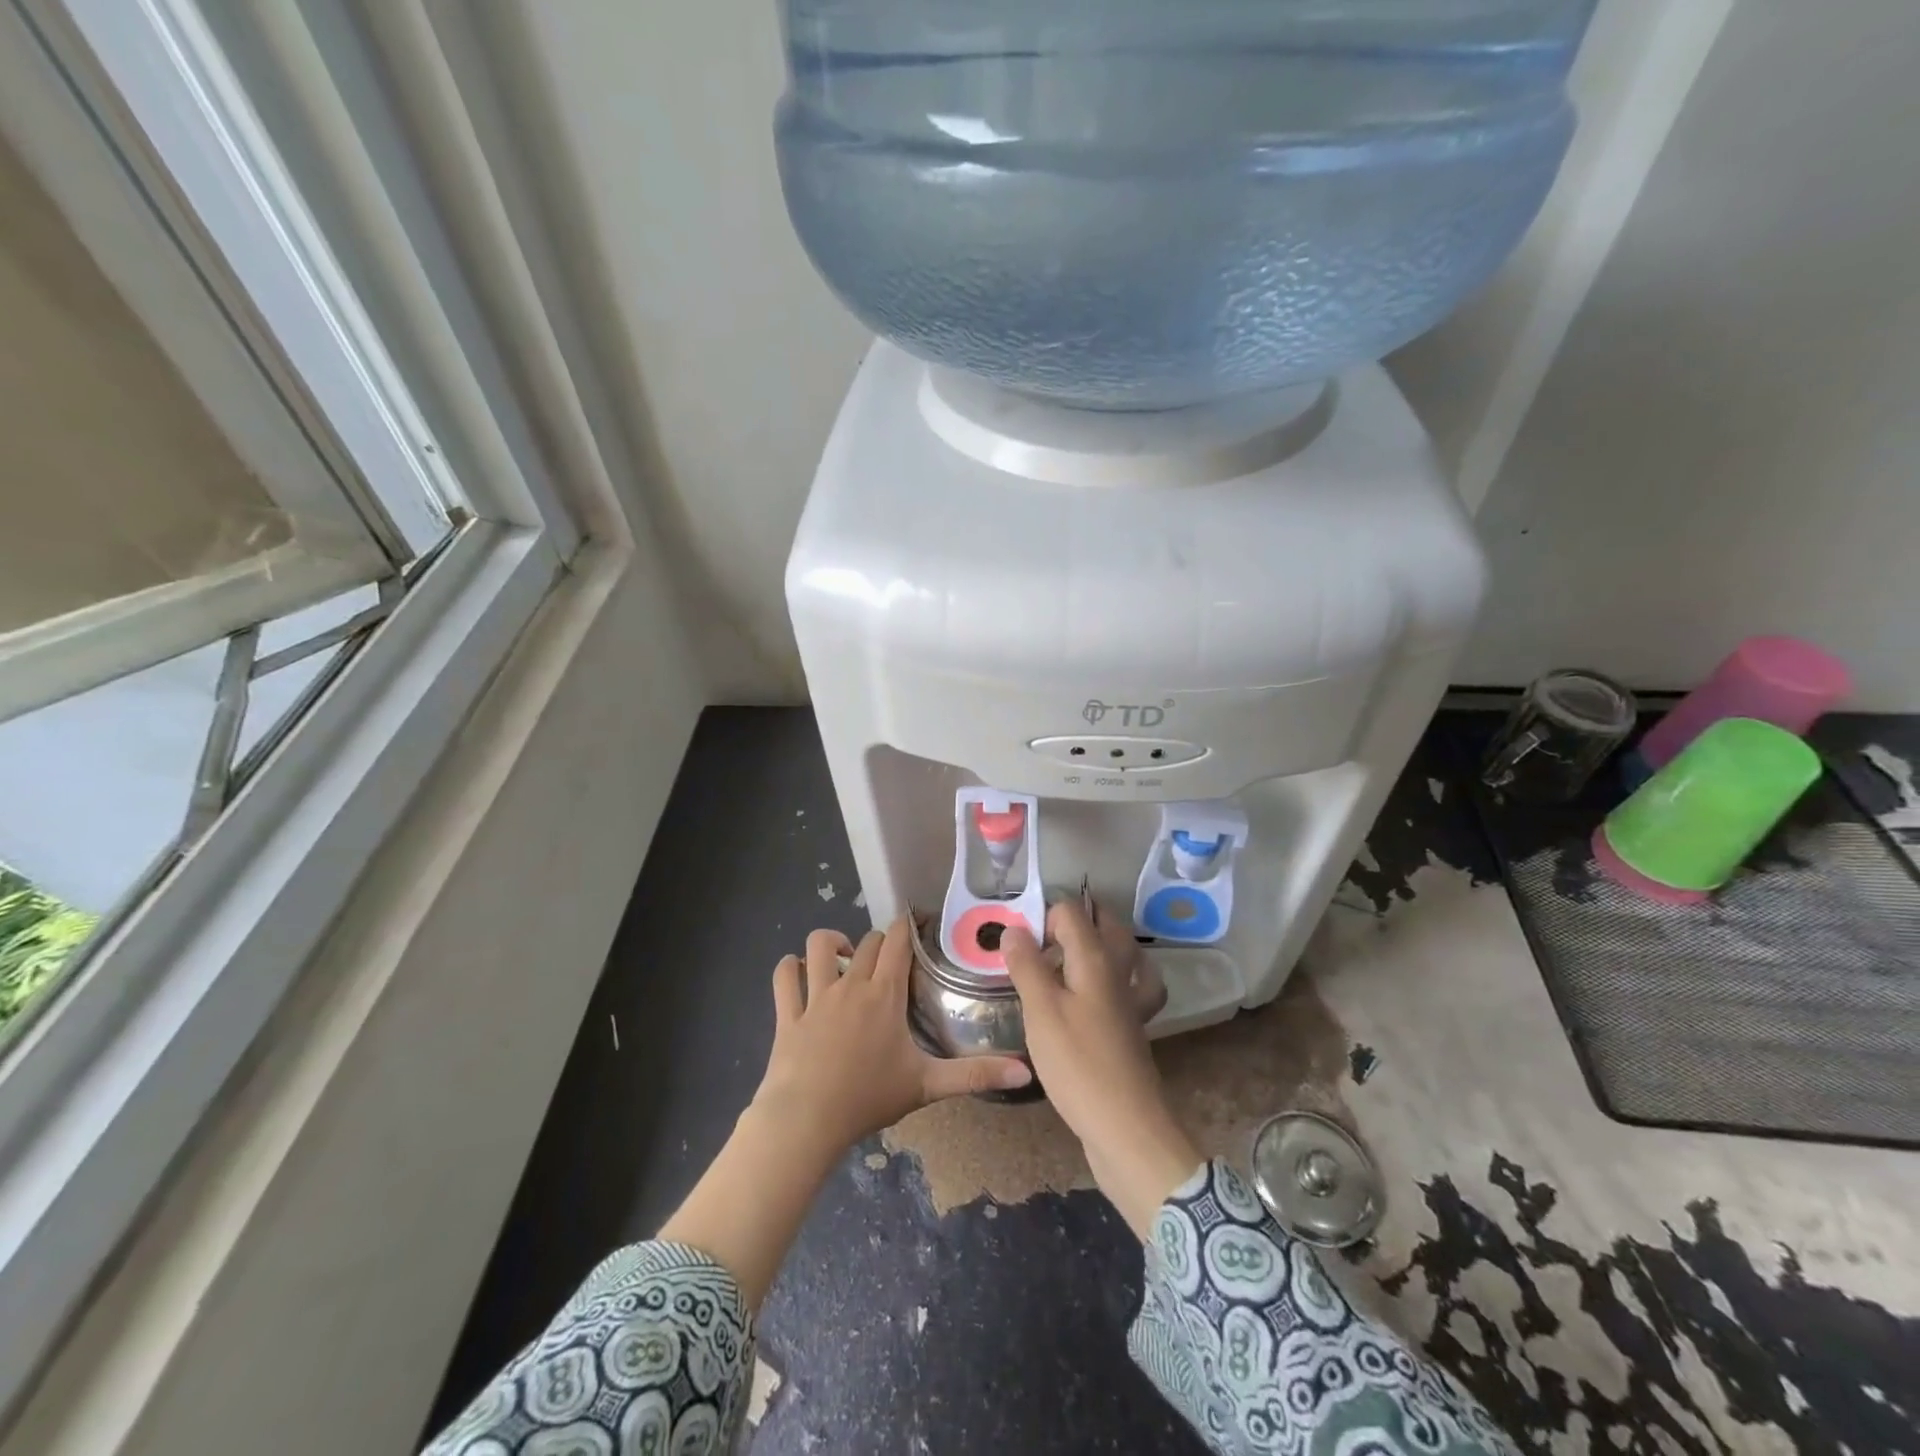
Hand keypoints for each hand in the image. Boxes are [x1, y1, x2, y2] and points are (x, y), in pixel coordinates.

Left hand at [751, 920, 1033, 1159]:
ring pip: (819, 946)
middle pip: (866, 942)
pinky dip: (791, 968)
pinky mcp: (788, 1013)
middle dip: (879, 943)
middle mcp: (851, 984)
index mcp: (885, 994)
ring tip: (843, 960)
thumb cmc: (869, 1097)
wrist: (807, 1120)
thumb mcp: (927, 1086)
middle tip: (890, 961)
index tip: (918, 922)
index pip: (897, 940)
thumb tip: (1026, 1072)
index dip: (908, 925)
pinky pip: (784, 976)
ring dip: (831, 943)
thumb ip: (976, 1075)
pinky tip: (799, 973)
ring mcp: (815, 996)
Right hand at [1003, 902, 1201, 1239]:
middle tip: (1039, 940)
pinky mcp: (1133, 1028)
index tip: (1019, 944)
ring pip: (1122, 954)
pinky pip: (1130, 988)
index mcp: (1096, 959)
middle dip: (1074, 922)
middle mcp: (1119, 971)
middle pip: (1104, 925)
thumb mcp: (1041, 1011)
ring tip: (1068, 957)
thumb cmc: (1077, 1064)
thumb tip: (1013, 928)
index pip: (1072, 911)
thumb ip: (1027, 965)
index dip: (1043, 916)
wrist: (1126, 1128)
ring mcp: (1131, 1001)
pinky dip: (1118, 981)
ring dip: (1099, 945)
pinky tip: (1098, 995)